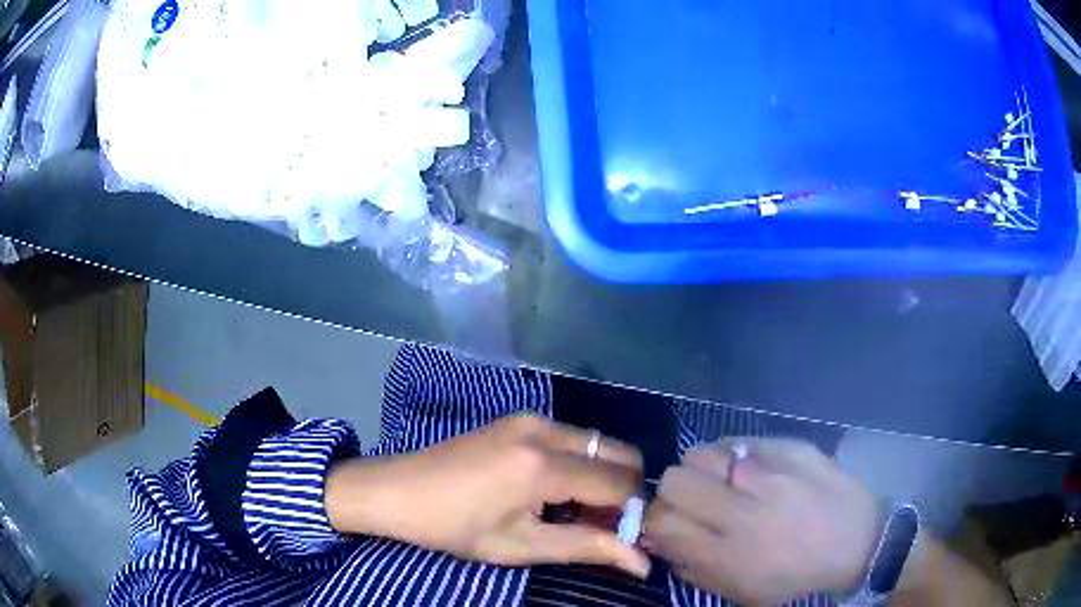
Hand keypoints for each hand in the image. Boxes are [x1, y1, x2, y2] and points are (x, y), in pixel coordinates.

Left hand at [326, 414, 649, 576]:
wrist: (397, 491)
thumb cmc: (454, 528)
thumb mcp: (520, 546)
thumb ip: (586, 548)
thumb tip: (643, 563)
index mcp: (543, 465)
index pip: (621, 484)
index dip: (633, 515)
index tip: (623, 540)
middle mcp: (545, 430)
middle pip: (619, 454)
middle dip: (624, 493)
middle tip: (600, 527)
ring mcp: (532, 418)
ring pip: (598, 445)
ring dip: (602, 479)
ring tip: (573, 514)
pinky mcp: (521, 418)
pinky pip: (573, 439)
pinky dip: (580, 465)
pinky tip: (554, 493)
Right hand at [644, 438, 878, 605]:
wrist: (857, 542)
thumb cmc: (795, 576)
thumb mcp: (741, 591)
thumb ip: (694, 568)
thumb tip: (659, 541)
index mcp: (727, 554)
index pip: (661, 523)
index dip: (655, 522)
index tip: (668, 525)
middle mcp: (743, 511)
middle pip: (676, 481)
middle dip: (674, 493)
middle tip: (695, 502)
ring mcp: (769, 474)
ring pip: (702, 453)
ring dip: (702, 469)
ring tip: (721, 481)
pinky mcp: (790, 447)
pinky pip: (739, 440)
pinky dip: (732, 454)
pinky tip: (747, 467)